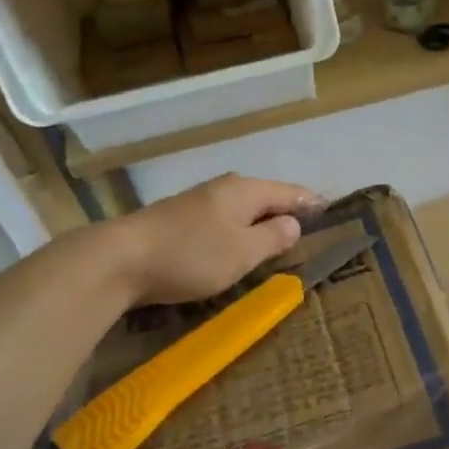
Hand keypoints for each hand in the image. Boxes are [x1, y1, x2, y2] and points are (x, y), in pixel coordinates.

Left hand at [97, 174, 320, 304]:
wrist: (118, 260)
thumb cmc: (192, 255)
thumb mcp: (244, 251)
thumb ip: (273, 237)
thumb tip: (293, 223)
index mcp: (245, 190)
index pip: (289, 192)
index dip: (310, 202)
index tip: (330, 208)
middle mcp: (222, 188)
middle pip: (264, 196)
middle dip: (284, 210)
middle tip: (306, 228)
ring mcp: (196, 203)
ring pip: (240, 209)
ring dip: (258, 222)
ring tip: (275, 238)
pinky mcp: (176, 221)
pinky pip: (220, 222)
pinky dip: (236, 231)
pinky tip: (235, 246)